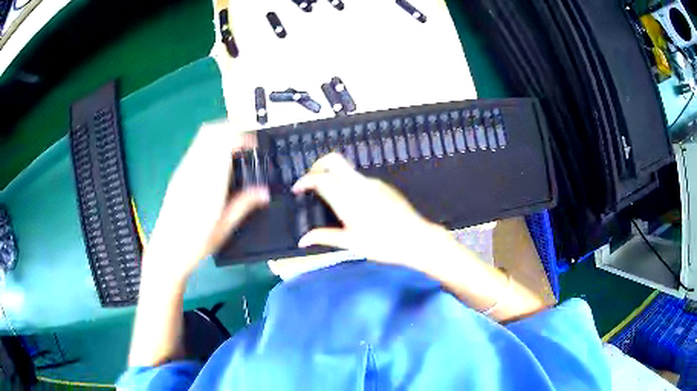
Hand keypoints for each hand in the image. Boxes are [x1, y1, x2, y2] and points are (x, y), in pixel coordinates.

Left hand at [144, 122, 268, 283]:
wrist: (167, 249)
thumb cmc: (196, 242)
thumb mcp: (225, 226)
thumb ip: (245, 204)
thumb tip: (264, 193)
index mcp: (209, 180)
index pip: (225, 141)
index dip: (243, 137)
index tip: (255, 146)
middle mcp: (195, 168)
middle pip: (211, 130)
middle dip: (232, 128)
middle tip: (247, 142)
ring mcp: (184, 169)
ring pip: (202, 136)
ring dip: (220, 134)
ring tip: (234, 149)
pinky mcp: (179, 173)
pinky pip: (196, 147)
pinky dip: (210, 144)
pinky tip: (217, 162)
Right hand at [292, 153, 454, 265]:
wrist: (415, 239)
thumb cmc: (382, 244)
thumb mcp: (350, 243)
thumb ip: (325, 237)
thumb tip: (303, 240)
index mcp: (347, 197)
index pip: (319, 178)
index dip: (304, 180)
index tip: (297, 189)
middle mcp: (358, 184)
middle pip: (333, 160)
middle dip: (318, 165)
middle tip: (311, 181)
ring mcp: (373, 182)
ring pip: (347, 170)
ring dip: (334, 176)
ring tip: (330, 198)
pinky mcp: (383, 186)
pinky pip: (360, 179)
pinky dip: (348, 183)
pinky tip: (353, 203)